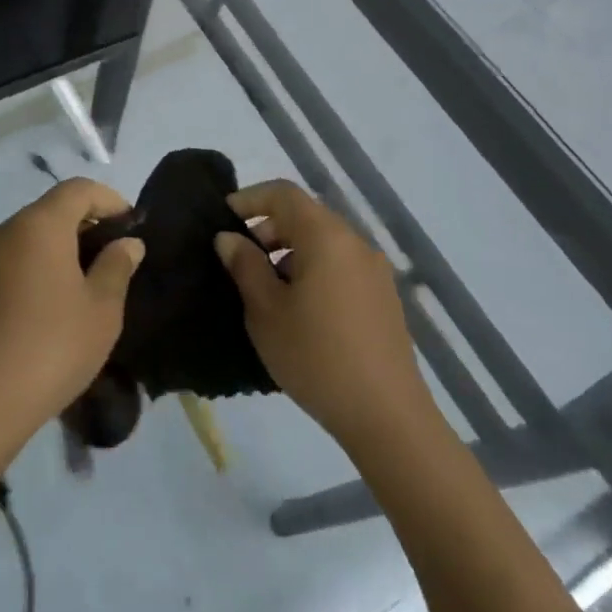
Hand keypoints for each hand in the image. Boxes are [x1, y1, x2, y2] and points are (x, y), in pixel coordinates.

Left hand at [0, 177, 144, 458]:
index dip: (109, 200)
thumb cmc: (52, 347)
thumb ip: (117, 266)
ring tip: (83, 285)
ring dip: (58, 249)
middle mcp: (6, 230)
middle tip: (112, 258)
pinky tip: (48, 308)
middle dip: (85, 225)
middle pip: (51, 210)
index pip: (78, 189)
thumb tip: (127, 242)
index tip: (131, 226)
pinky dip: (34, 269)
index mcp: (39, 224)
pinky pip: (10, 262)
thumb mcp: (101, 310)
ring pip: (29, 237)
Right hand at [214, 180, 430, 450]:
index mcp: (326, 236)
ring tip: (266, 287)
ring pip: (324, 241)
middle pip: (305, 215)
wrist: (388, 418)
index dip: (250, 199)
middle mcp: (355, 242)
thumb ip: (245, 265)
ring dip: (291, 250)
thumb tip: (229, 237)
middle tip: (240, 258)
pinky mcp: (384, 298)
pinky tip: (300, 309)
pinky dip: (314, 269)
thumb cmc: (316, 357)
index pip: (283, 193)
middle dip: (268, 227)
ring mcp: (375, 271)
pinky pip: (341, 265)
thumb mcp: (265, 310)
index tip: (223, 219)